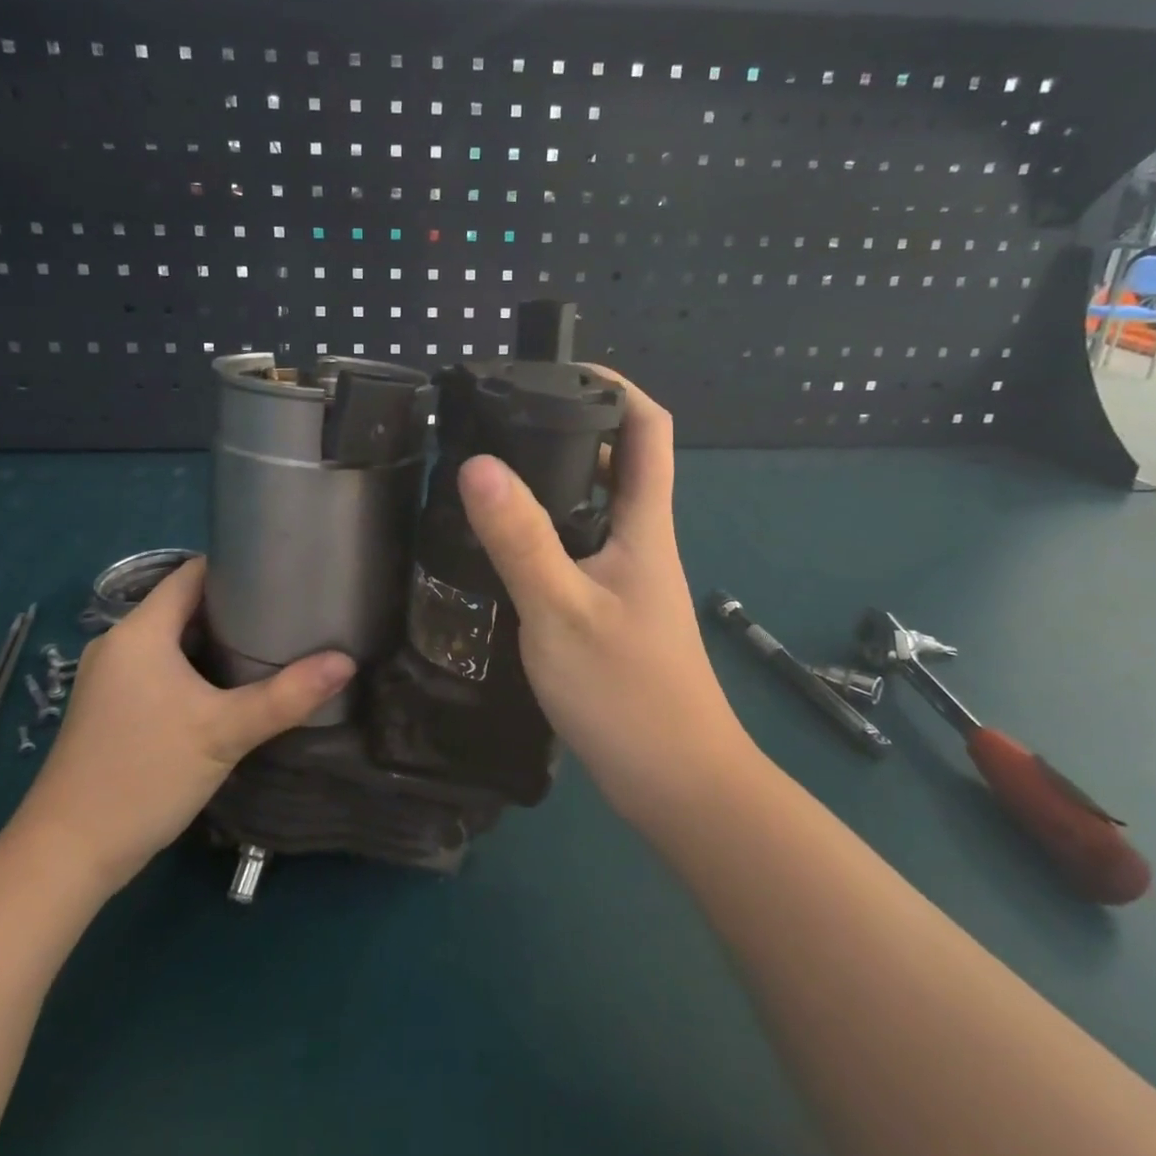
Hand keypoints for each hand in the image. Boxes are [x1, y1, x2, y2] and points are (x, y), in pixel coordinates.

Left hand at [6, 558, 353, 891]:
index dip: (236, 567)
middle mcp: (118, 644)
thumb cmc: (145, 776)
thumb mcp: (224, 733)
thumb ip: (287, 696)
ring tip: (269, 644)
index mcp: (139, 632)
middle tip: (287, 613)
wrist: (68, 854)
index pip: (191, 574)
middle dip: (234, 606)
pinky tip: (228, 688)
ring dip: (215, 640)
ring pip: (172, 640)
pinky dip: (194, 667)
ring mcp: (110, 677)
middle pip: (184, 605)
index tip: (282, 574)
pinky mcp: (110, 707)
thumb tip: (346, 663)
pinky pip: (160, 668)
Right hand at [458, 376, 756, 826]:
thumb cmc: (628, 694)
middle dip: (571, 430)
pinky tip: (506, 550)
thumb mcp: (561, 611)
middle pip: (620, 463)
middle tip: (504, 422)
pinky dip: (548, 533)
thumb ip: (520, 539)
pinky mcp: (612, 614)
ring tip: (492, 475)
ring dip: (556, 483)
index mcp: (645, 527)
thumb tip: (478, 463)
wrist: (677, 785)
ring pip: (596, 511)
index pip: (649, 429)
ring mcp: (629, 581)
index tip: (560, 370)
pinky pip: (580, 552)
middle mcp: (643, 543)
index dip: (615, 386)